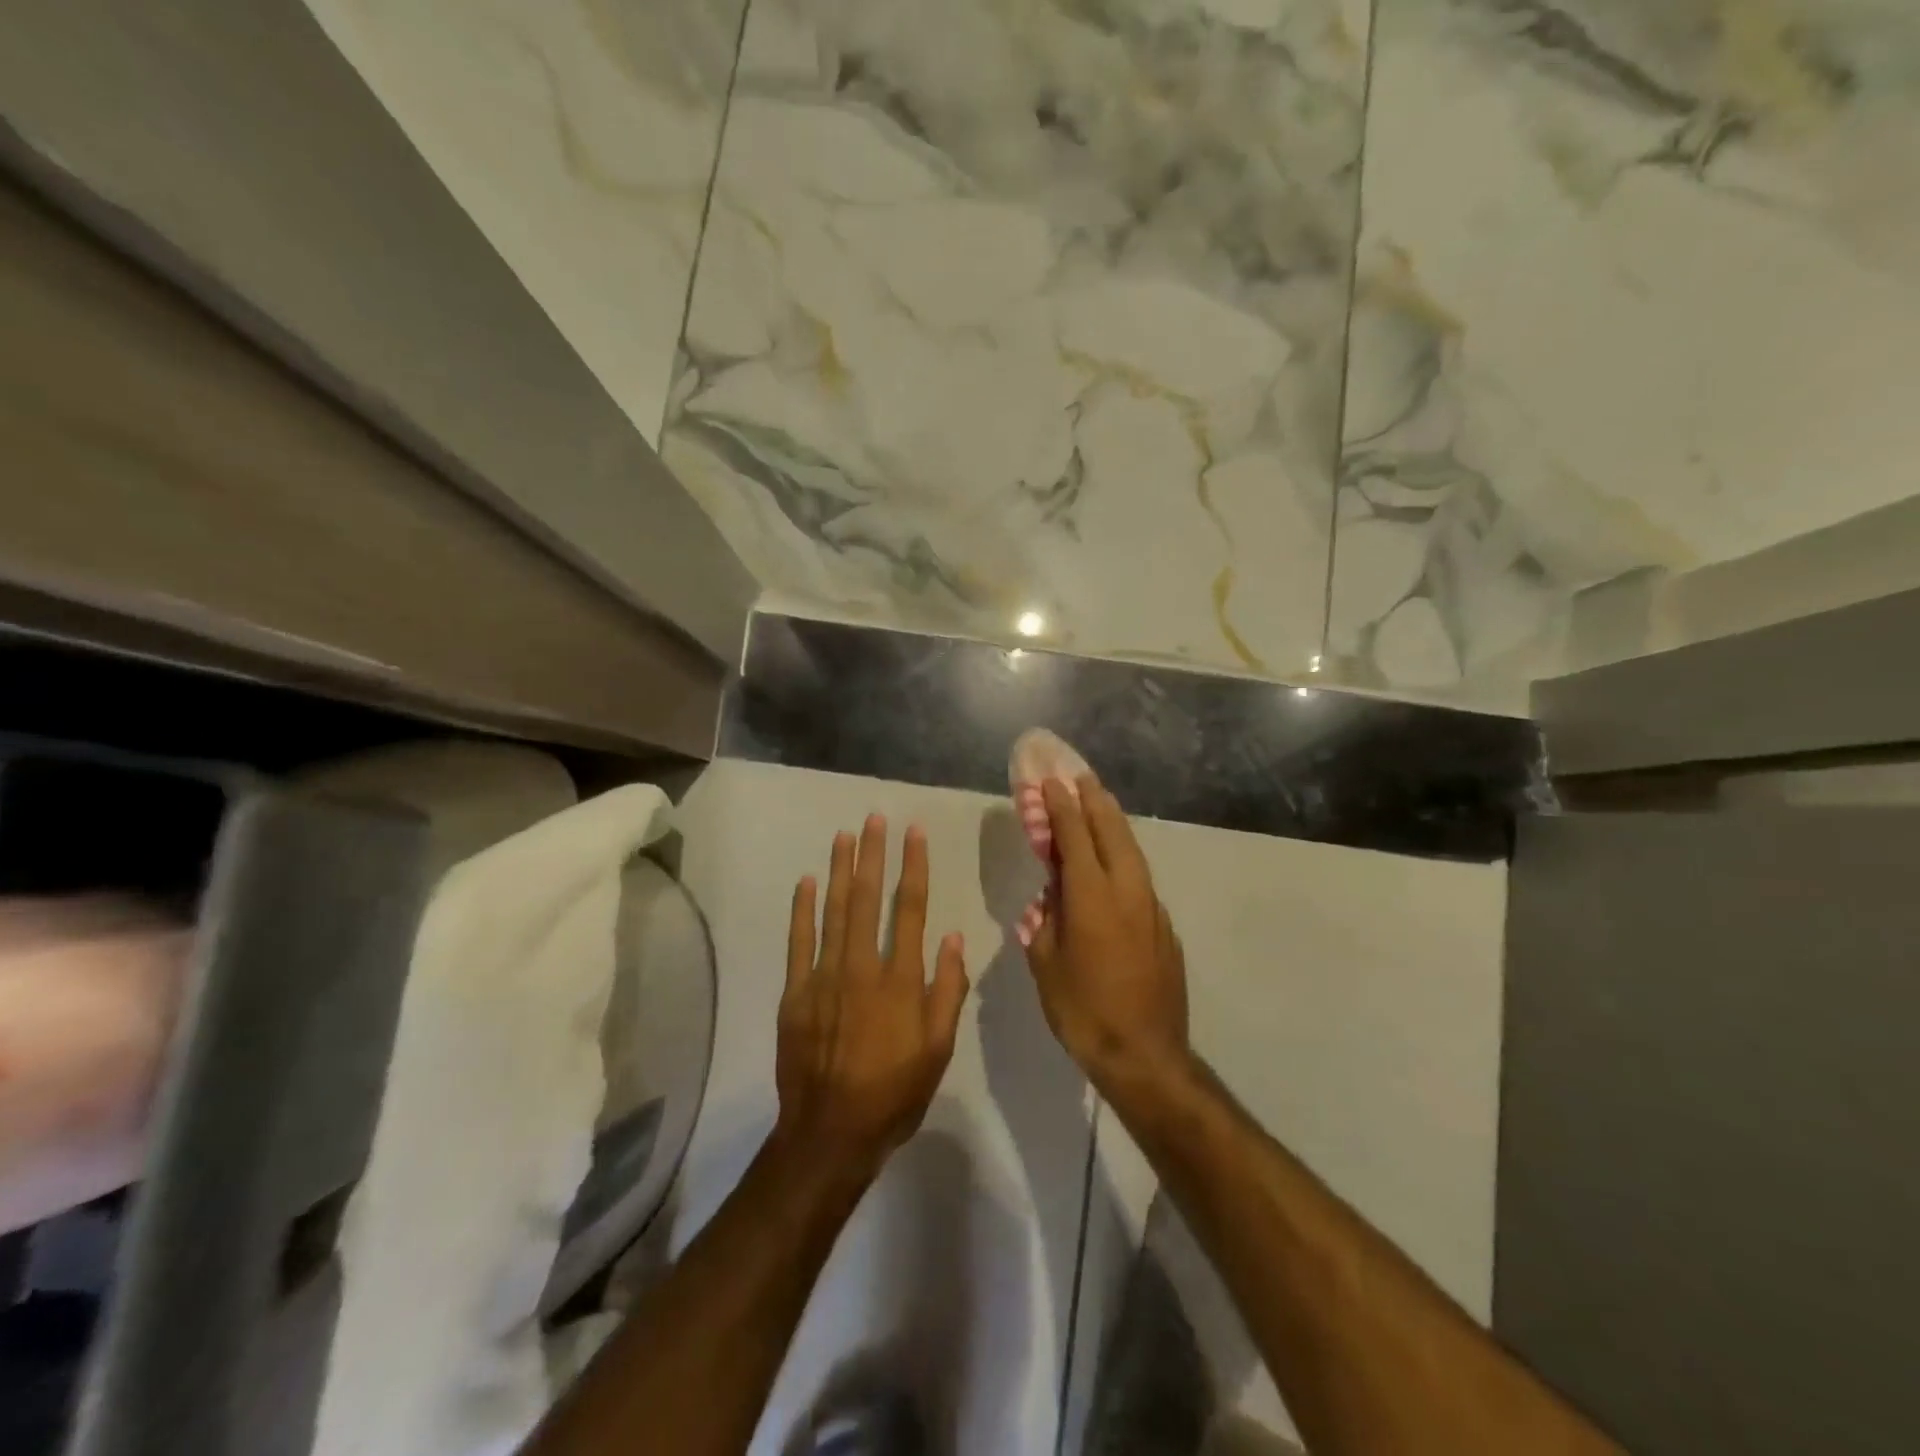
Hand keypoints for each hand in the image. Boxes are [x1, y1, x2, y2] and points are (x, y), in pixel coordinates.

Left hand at [776, 815, 969, 1181]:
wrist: (830, 1133)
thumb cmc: (894, 1093)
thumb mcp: (938, 1049)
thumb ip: (947, 991)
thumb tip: (952, 938)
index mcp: (901, 980)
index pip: (910, 909)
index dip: (912, 867)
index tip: (912, 834)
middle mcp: (862, 967)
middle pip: (868, 899)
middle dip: (872, 855)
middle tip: (874, 819)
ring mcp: (824, 977)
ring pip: (833, 911)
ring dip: (839, 870)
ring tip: (844, 836)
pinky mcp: (796, 993)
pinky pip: (798, 942)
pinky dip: (801, 910)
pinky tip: (806, 882)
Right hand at [1026, 776, 1190, 1096]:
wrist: (1146, 1056)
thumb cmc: (1084, 1012)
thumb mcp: (1047, 965)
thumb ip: (1045, 923)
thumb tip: (1049, 900)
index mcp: (1092, 899)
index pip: (1075, 838)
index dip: (1062, 807)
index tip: (1052, 782)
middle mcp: (1127, 892)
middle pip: (1112, 833)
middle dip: (1095, 801)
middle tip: (1081, 778)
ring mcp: (1152, 908)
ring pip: (1132, 852)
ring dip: (1114, 823)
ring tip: (1100, 804)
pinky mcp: (1164, 927)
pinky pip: (1141, 877)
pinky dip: (1124, 856)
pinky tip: (1115, 861)